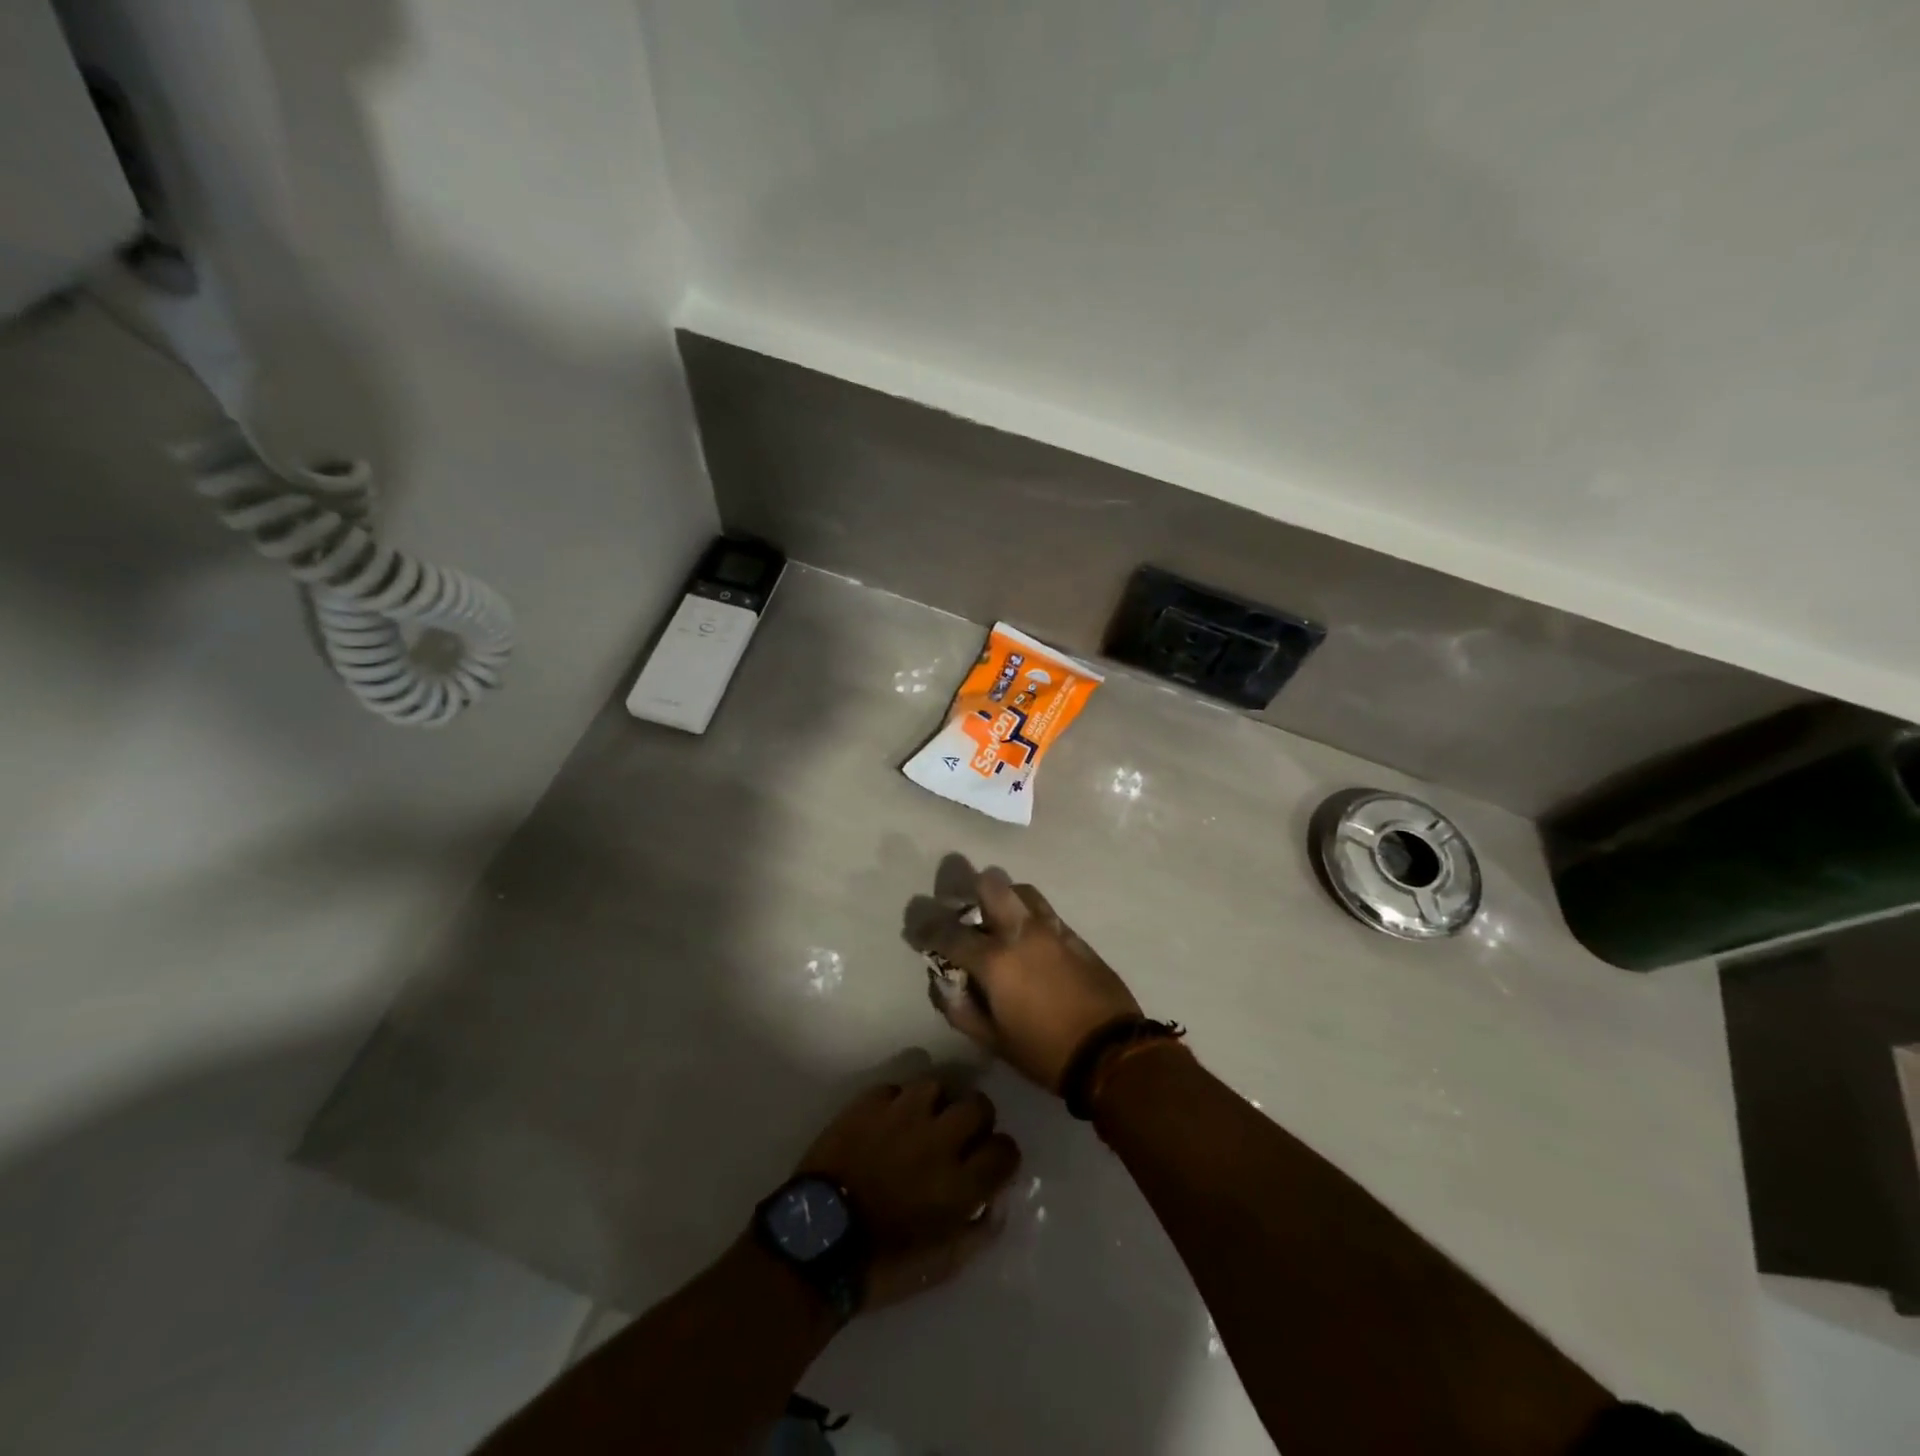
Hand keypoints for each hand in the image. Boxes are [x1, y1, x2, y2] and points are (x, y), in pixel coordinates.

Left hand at [796, 1077, 1020, 1309]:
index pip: (1005, 1150)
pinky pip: (896, 1088)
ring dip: (936, 1104)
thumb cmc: (881, 1264)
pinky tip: (889, 1122)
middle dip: (976, 1120)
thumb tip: (997, 1202)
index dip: (1002, 1157)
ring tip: (923, 1123)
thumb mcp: (941, 1266)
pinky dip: (897, 1103)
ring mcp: (902, 1115)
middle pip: (978, 1105)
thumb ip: (978, 1232)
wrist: (816, 1242)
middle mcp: (938, 1140)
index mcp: (960, 1183)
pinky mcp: (869, 1102)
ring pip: (937, 1086)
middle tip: (959, 1138)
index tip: (990, 1165)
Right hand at [903, 855, 1141, 1093]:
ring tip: (994, 918)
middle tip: (960, 907)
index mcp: (995, 960)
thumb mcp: (993, 1041)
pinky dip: (1027, 912)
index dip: (926, 929)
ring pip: (1020, 889)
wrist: (1112, 1052)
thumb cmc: (1045, 1052)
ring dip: (1001, 897)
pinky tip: (1025, 935)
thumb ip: (960, 1008)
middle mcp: (1021, 932)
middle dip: (968, 889)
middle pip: (990, 884)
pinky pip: (1044, 909)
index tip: (917, 931)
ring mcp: (1051, 928)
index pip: (949, 932)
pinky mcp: (1074, 934)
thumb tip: (941, 983)